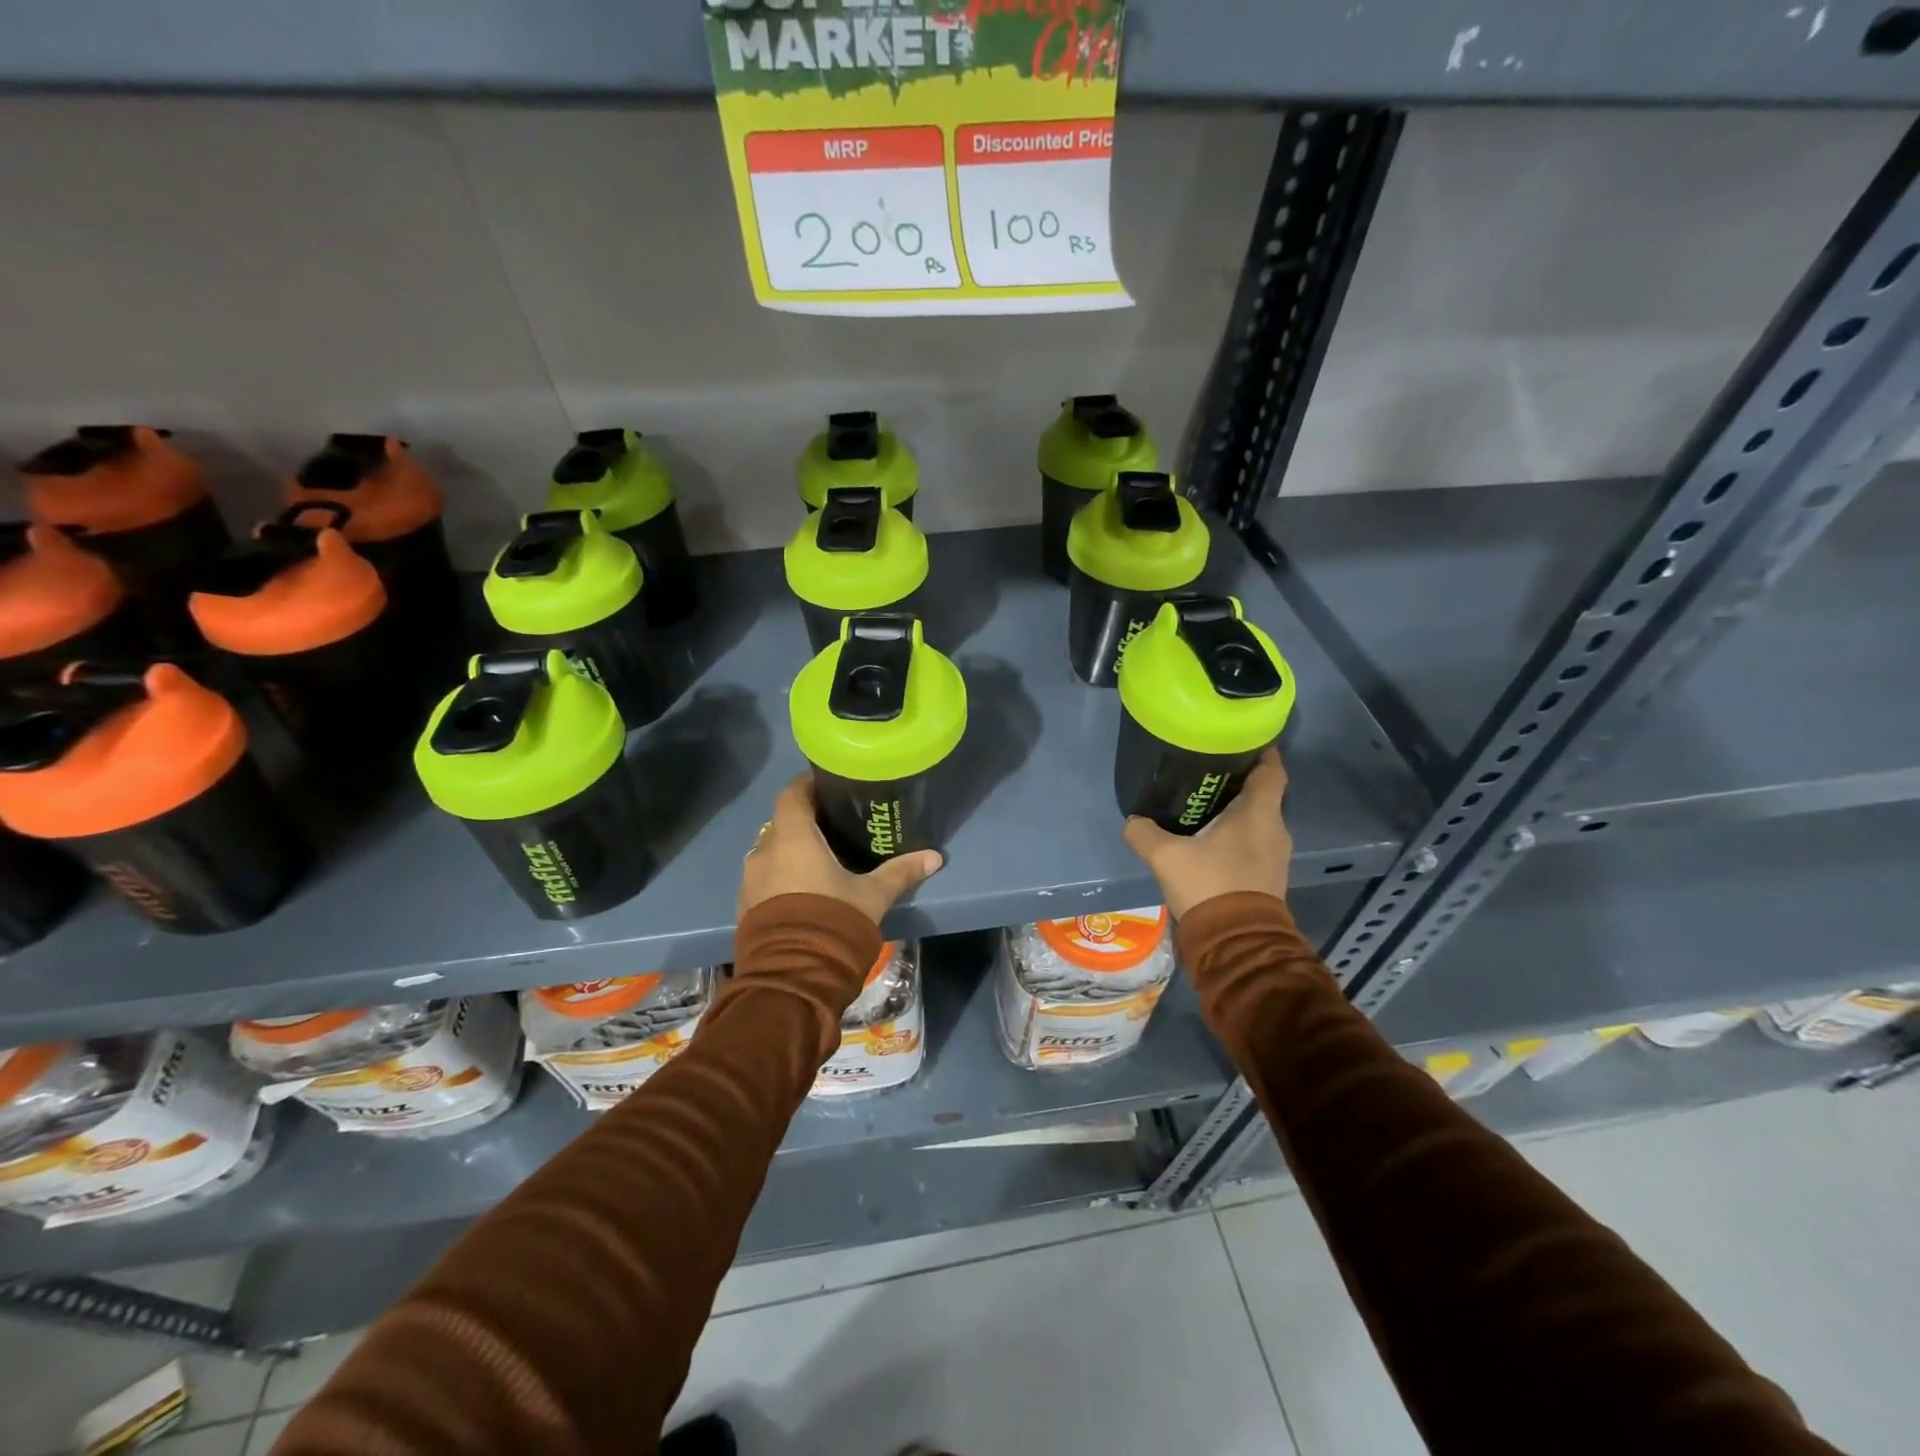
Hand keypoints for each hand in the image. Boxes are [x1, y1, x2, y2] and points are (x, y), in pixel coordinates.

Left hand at [738, 772, 943, 925]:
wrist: (793, 978)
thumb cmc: (833, 921)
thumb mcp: (873, 896)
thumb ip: (900, 872)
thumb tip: (935, 856)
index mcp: (793, 838)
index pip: (792, 794)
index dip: (808, 785)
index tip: (827, 783)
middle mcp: (764, 851)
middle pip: (781, 822)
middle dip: (803, 820)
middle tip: (832, 824)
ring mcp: (749, 881)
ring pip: (770, 852)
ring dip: (790, 851)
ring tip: (819, 859)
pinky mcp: (745, 907)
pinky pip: (763, 879)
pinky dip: (780, 876)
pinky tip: (802, 891)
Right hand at [1122, 746, 1291, 918]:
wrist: (1236, 943)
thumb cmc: (1209, 885)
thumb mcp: (1165, 856)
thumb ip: (1144, 832)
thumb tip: (1133, 821)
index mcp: (1258, 813)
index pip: (1272, 770)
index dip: (1261, 752)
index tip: (1241, 741)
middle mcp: (1274, 829)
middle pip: (1263, 793)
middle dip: (1239, 780)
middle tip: (1207, 771)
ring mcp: (1275, 855)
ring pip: (1258, 819)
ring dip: (1237, 810)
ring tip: (1203, 804)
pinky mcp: (1269, 876)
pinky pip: (1255, 842)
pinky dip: (1237, 834)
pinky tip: (1210, 839)